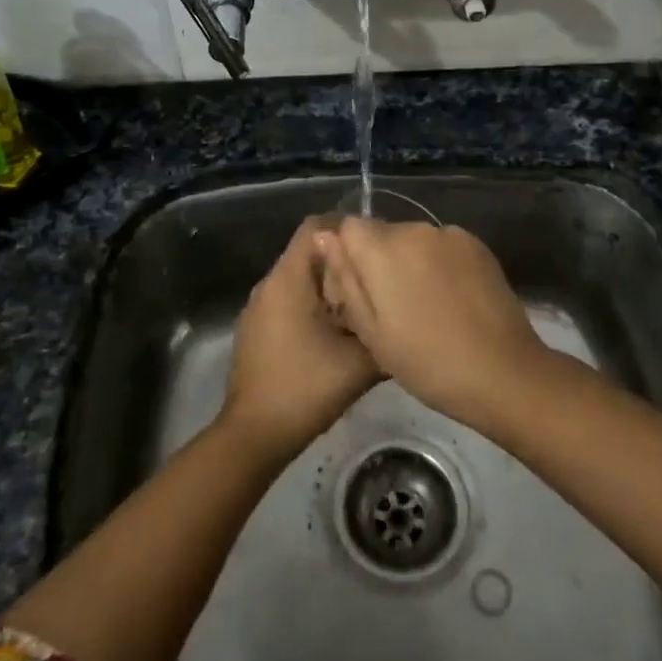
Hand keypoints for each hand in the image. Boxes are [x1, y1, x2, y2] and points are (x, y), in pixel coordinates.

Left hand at [222, 218, 379, 459]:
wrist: (255, 434)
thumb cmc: (305, 388)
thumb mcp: (360, 362)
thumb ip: (383, 330)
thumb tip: (406, 313)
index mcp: (289, 279)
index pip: (316, 226)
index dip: (348, 228)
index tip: (379, 245)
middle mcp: (269, 283)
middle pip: (309, 251)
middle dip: (343, 258)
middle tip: (380, 274)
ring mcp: (259, 306)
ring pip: (300, 277)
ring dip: (329, 283)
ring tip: (365, 300)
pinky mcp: (257, 328)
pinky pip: (289, 299)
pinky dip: (314, 303)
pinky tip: (338, 329)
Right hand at [317, 219, 547, 428]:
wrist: (503, 373)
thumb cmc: (426, 361)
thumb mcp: (371, 331)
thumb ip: (345, 278)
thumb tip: (325, 236)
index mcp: (382, 249)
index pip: (349, 227)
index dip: (349, 255)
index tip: (359, 291)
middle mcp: (415, 229)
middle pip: (383, 232)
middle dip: (380, 260)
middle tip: (393, 307)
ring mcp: (450, 234)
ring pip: (414, 240)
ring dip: (411, 261)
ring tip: (427, 306)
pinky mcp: (478, 245)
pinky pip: (443, 246)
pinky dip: (439, 264)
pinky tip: (452, 299)